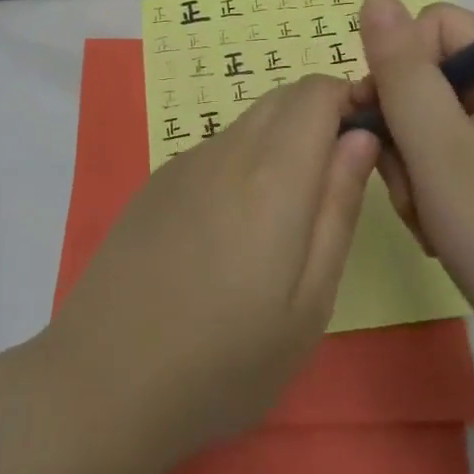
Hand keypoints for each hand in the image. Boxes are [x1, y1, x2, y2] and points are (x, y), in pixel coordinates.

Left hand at [47, 75, 380, 465]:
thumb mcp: (308, 302)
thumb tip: (362, 137)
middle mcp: (227, 149)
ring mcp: (185, 162)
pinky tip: (232, 230)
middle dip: (320, 115)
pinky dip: (244, 162)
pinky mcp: (157, 182)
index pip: (317, 92)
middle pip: (283, 97)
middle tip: (335, 181)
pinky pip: (217, 149)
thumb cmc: (225, 360)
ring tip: (285, 217)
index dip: (349, 99)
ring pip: (249, 123)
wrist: (104, 380)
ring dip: (282, 140)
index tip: (369, 139)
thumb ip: (338, 208)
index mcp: (272, 174)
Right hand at [352, 0, 473, 379]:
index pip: (431, 27)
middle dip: (404, 130)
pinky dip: (438, 185)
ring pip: (436, 117)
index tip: (380, 128)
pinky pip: (457, 151)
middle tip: (412, 190)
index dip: (395, 69)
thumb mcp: (440, 153)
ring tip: (430, 219)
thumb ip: (401, 72)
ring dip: (416, 165)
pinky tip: (444, 229)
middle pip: (431, 74)